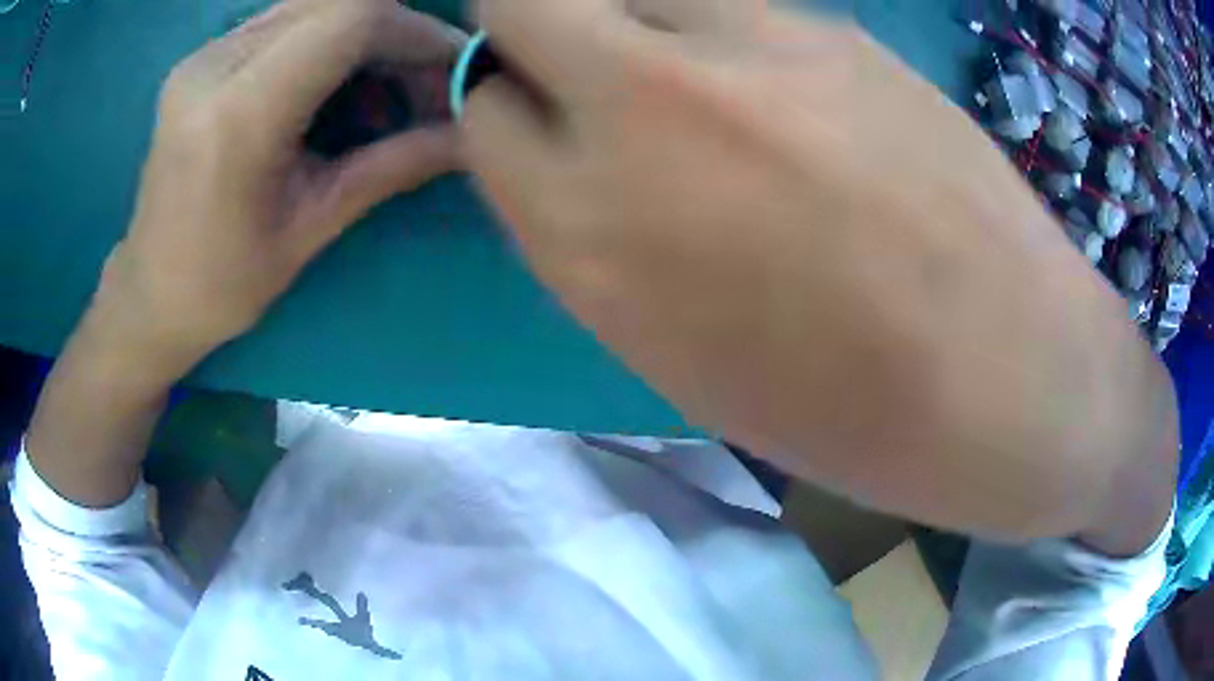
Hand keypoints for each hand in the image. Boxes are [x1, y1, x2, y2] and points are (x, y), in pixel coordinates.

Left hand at [94, 0, 460, 378]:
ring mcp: (203, 56)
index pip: (350, 21)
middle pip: (336, 2)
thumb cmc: (224, 283)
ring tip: (385, 89)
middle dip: (397, 34)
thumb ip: (394, 165)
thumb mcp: (312, 227)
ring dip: (365, 34)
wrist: (149, 294)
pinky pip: (285, 20)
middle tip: (425, 85)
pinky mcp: (202, 58)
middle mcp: (214, 66)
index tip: (452, 71)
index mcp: (238, 116)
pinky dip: (328, 39)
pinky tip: (334, 84)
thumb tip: (473, 138)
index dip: (417, 33)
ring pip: (313, 5)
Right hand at [463, 0, 1175, 551]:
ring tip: (691, 77)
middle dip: (527, 26)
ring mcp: (748, 45)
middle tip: (579, 65)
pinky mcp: (834, 26)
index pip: (483, 111)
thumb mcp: (672, 349)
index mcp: (586, 229)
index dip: (508, 112)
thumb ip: (590, 231)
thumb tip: (564, 151)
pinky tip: (787, 90)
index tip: (542, 125)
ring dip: (628, 17)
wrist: (1004, 375)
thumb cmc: (841, 408)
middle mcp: (643, 109)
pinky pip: (734, 1)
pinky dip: (723, 30)